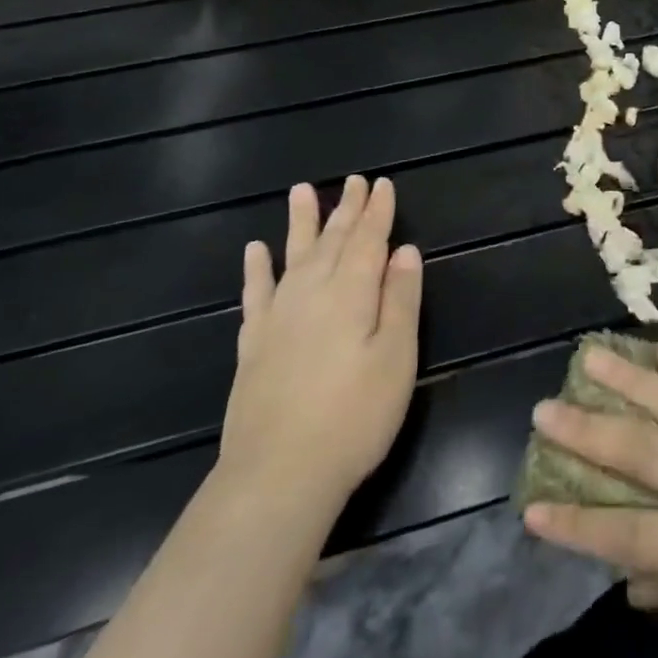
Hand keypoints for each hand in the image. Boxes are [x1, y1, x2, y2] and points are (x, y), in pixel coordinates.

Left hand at [218, 176, 421, 512]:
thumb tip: (404, 251)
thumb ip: (400, 299)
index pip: (368, 240)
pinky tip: (255, 251)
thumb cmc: (354, 416)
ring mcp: (278, 317)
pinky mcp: (253, 345)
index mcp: (351, 293)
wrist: (278, 476)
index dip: (377, 211)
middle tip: (353, 181)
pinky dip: (257, 269)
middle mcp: (312, 293)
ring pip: (293, 256)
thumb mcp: (396, 357)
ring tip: (301, 192)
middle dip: (346, 209)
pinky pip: (255, 294)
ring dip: (300, 223)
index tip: (382, 184)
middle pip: (332, 241)